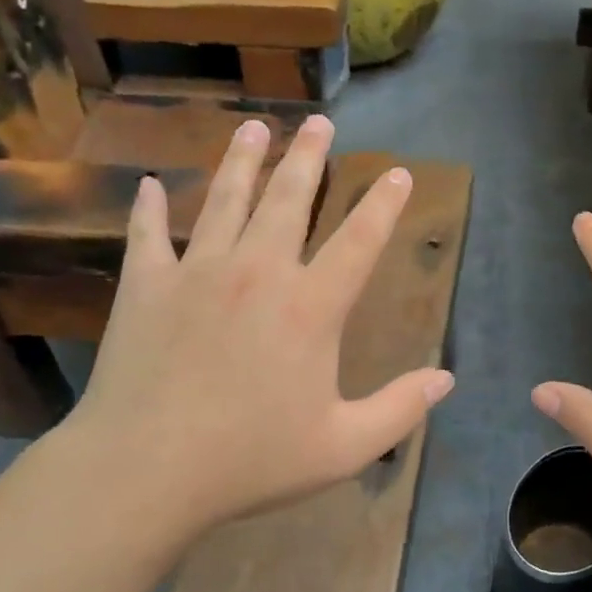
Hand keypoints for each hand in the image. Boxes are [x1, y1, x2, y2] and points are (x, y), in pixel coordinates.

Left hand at [67, 115, 454, 542]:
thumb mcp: (342, 447)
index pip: (359, 240)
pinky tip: (148, 187)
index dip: (383, 205)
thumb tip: (446, 379)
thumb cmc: (251, 460)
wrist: (146, 470)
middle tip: (319, 122)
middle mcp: (258, 272)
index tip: (396, 173)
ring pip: (225, 200)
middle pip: (289, 199)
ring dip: (242, 160)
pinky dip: (149, 210)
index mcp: (310, 306)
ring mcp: (197, 273)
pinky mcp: (146, 286)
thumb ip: (399, 410)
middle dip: (308, 157)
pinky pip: (148, 235)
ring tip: (253, 127)